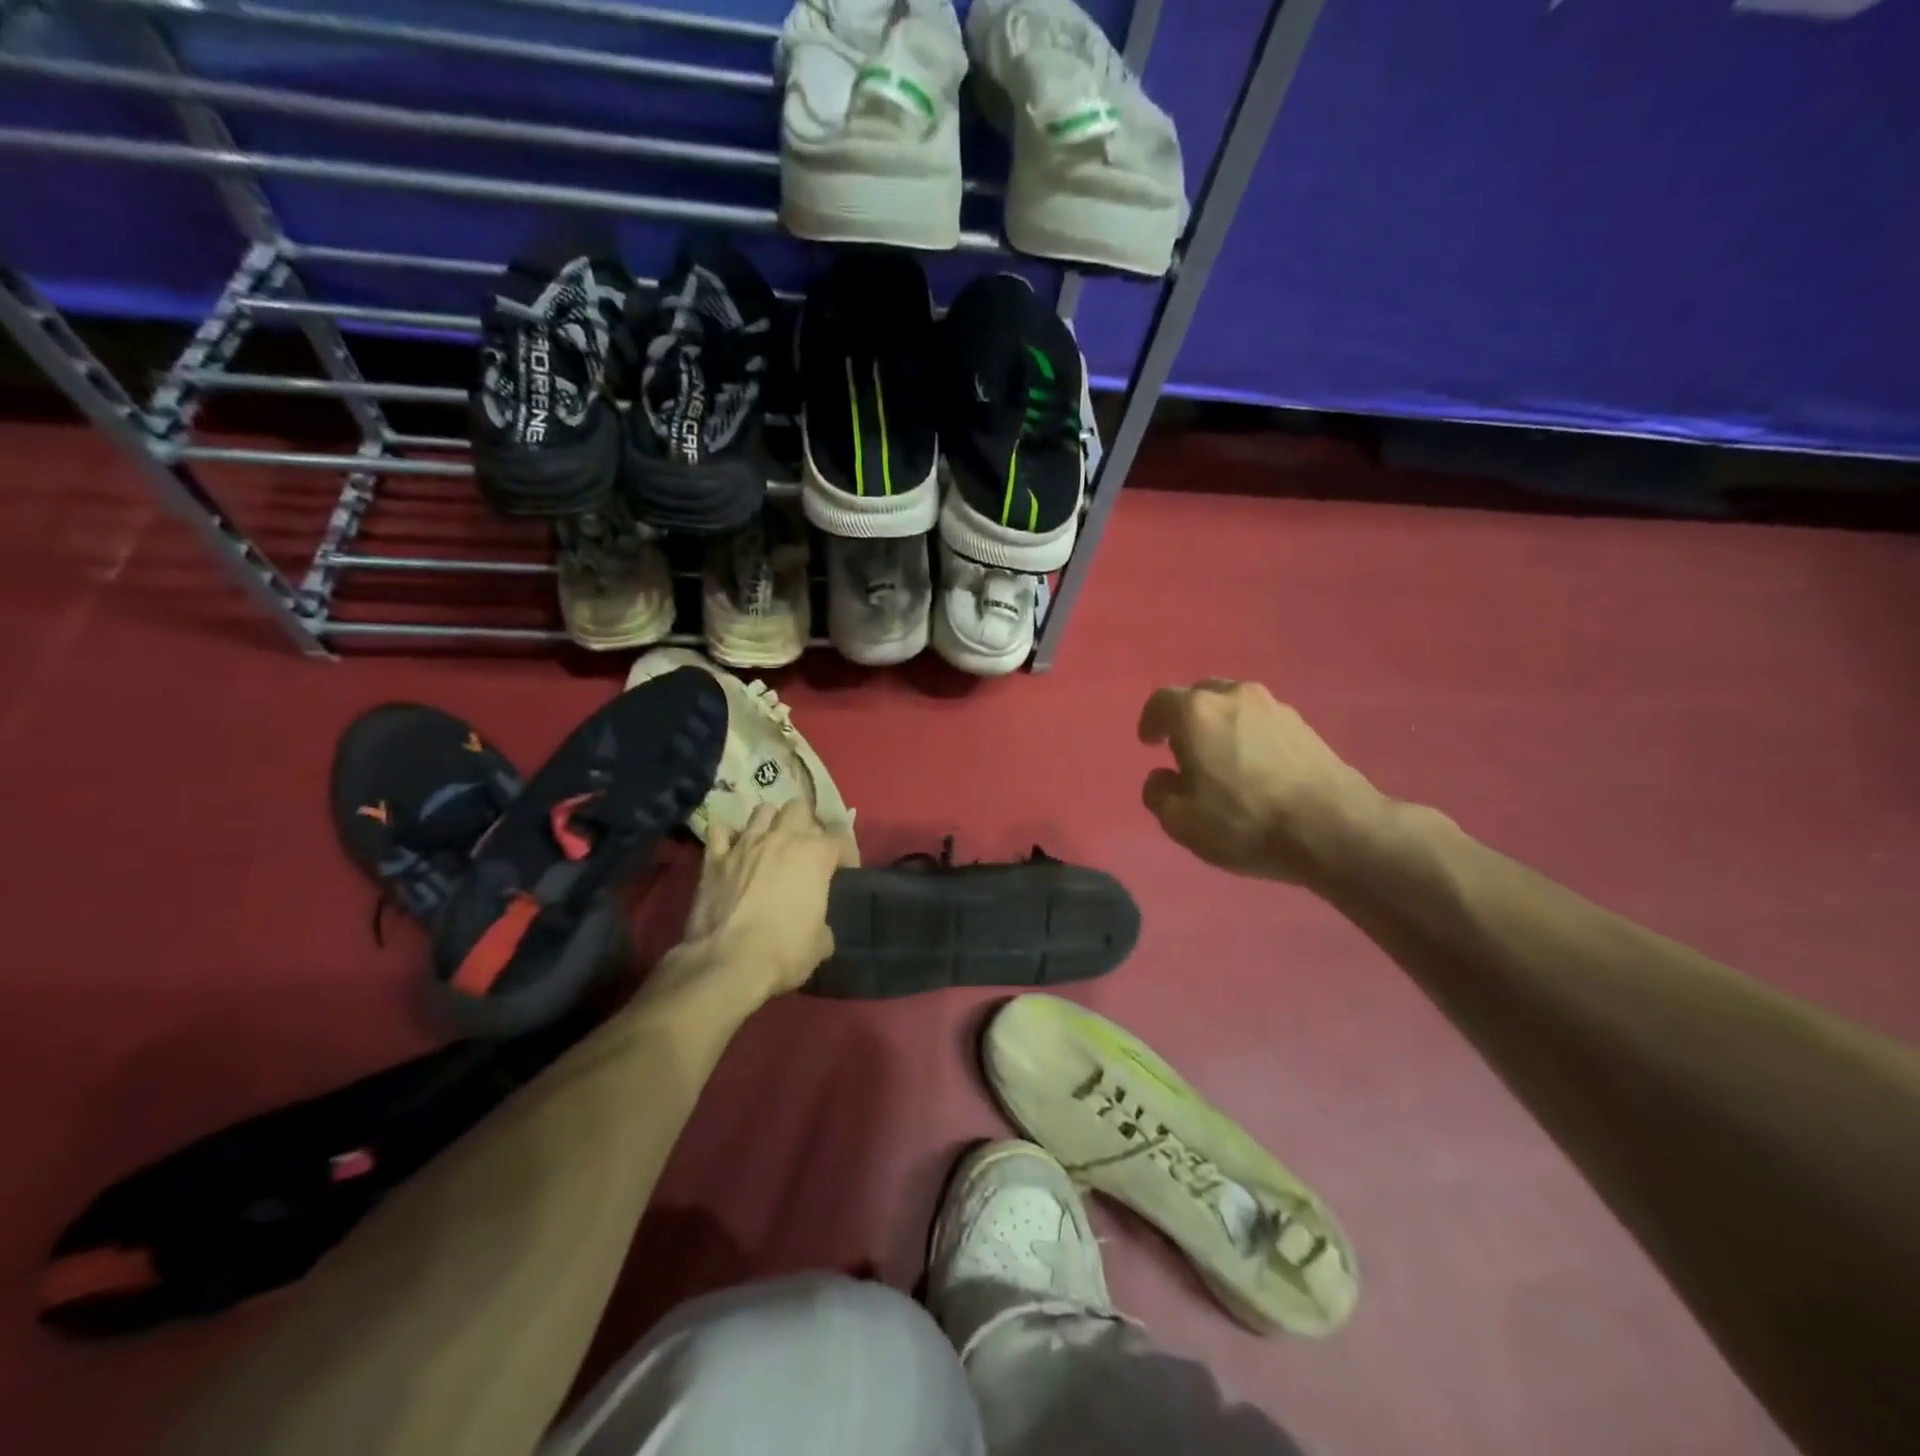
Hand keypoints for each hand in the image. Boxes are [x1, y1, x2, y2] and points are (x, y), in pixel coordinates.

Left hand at [664, 800, 849, 1006]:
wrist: (729, 963)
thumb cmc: (784, 951)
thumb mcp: (821, 942)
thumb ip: (823, 922)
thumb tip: (817, 927)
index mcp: (815, 854)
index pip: (840, 837)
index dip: (846, 854)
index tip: (844, 871)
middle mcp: (782, 838)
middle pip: (800, 807)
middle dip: (806, 822)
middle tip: (806, 847)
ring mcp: (745, 844)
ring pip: (762, 810)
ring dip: (770, 822)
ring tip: (770, 842)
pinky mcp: (714, 858)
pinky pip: (719, 831)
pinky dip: (726, 837)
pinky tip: (730, 849)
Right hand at [1139, 680, 1385, 884]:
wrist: (1334, 828)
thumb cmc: (1245, 822)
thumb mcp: (1181, 822)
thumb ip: (1158, 794)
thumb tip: (1162, 778)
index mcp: (1197, 713)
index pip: (1160, 702)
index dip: (1150, 722)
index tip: (1150, 744)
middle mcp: (1234, 696)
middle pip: (1200, 696)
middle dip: (1187, 720)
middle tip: (1186, 751)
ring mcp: (1274, 706)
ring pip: (1234, 706)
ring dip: (1221, 726)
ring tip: (1224, 760)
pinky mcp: (1304, 724)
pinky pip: (1262, 721)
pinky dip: (1250, 736)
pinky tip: (1256, 768)